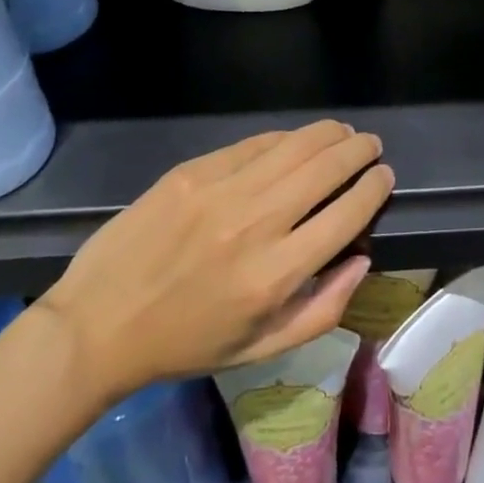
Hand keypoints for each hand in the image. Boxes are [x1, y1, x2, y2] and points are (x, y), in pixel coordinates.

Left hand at [38, 121, 392, 407]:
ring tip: (343, 133)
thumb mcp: (261, 350)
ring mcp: (222, 191)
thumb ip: (323, 309)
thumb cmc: (184, 344)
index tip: (384, 176)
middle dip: (358, 151)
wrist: (99, 324)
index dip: (374, 188)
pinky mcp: (194, 172)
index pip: (346, 214)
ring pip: (294, 146)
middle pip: (326, 169)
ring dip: (328, 134)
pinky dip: (283, 138)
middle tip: (370, 146)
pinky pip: (253, 144)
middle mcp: (256, 224)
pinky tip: (295, 140)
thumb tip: (362, 258)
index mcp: (275, 275)